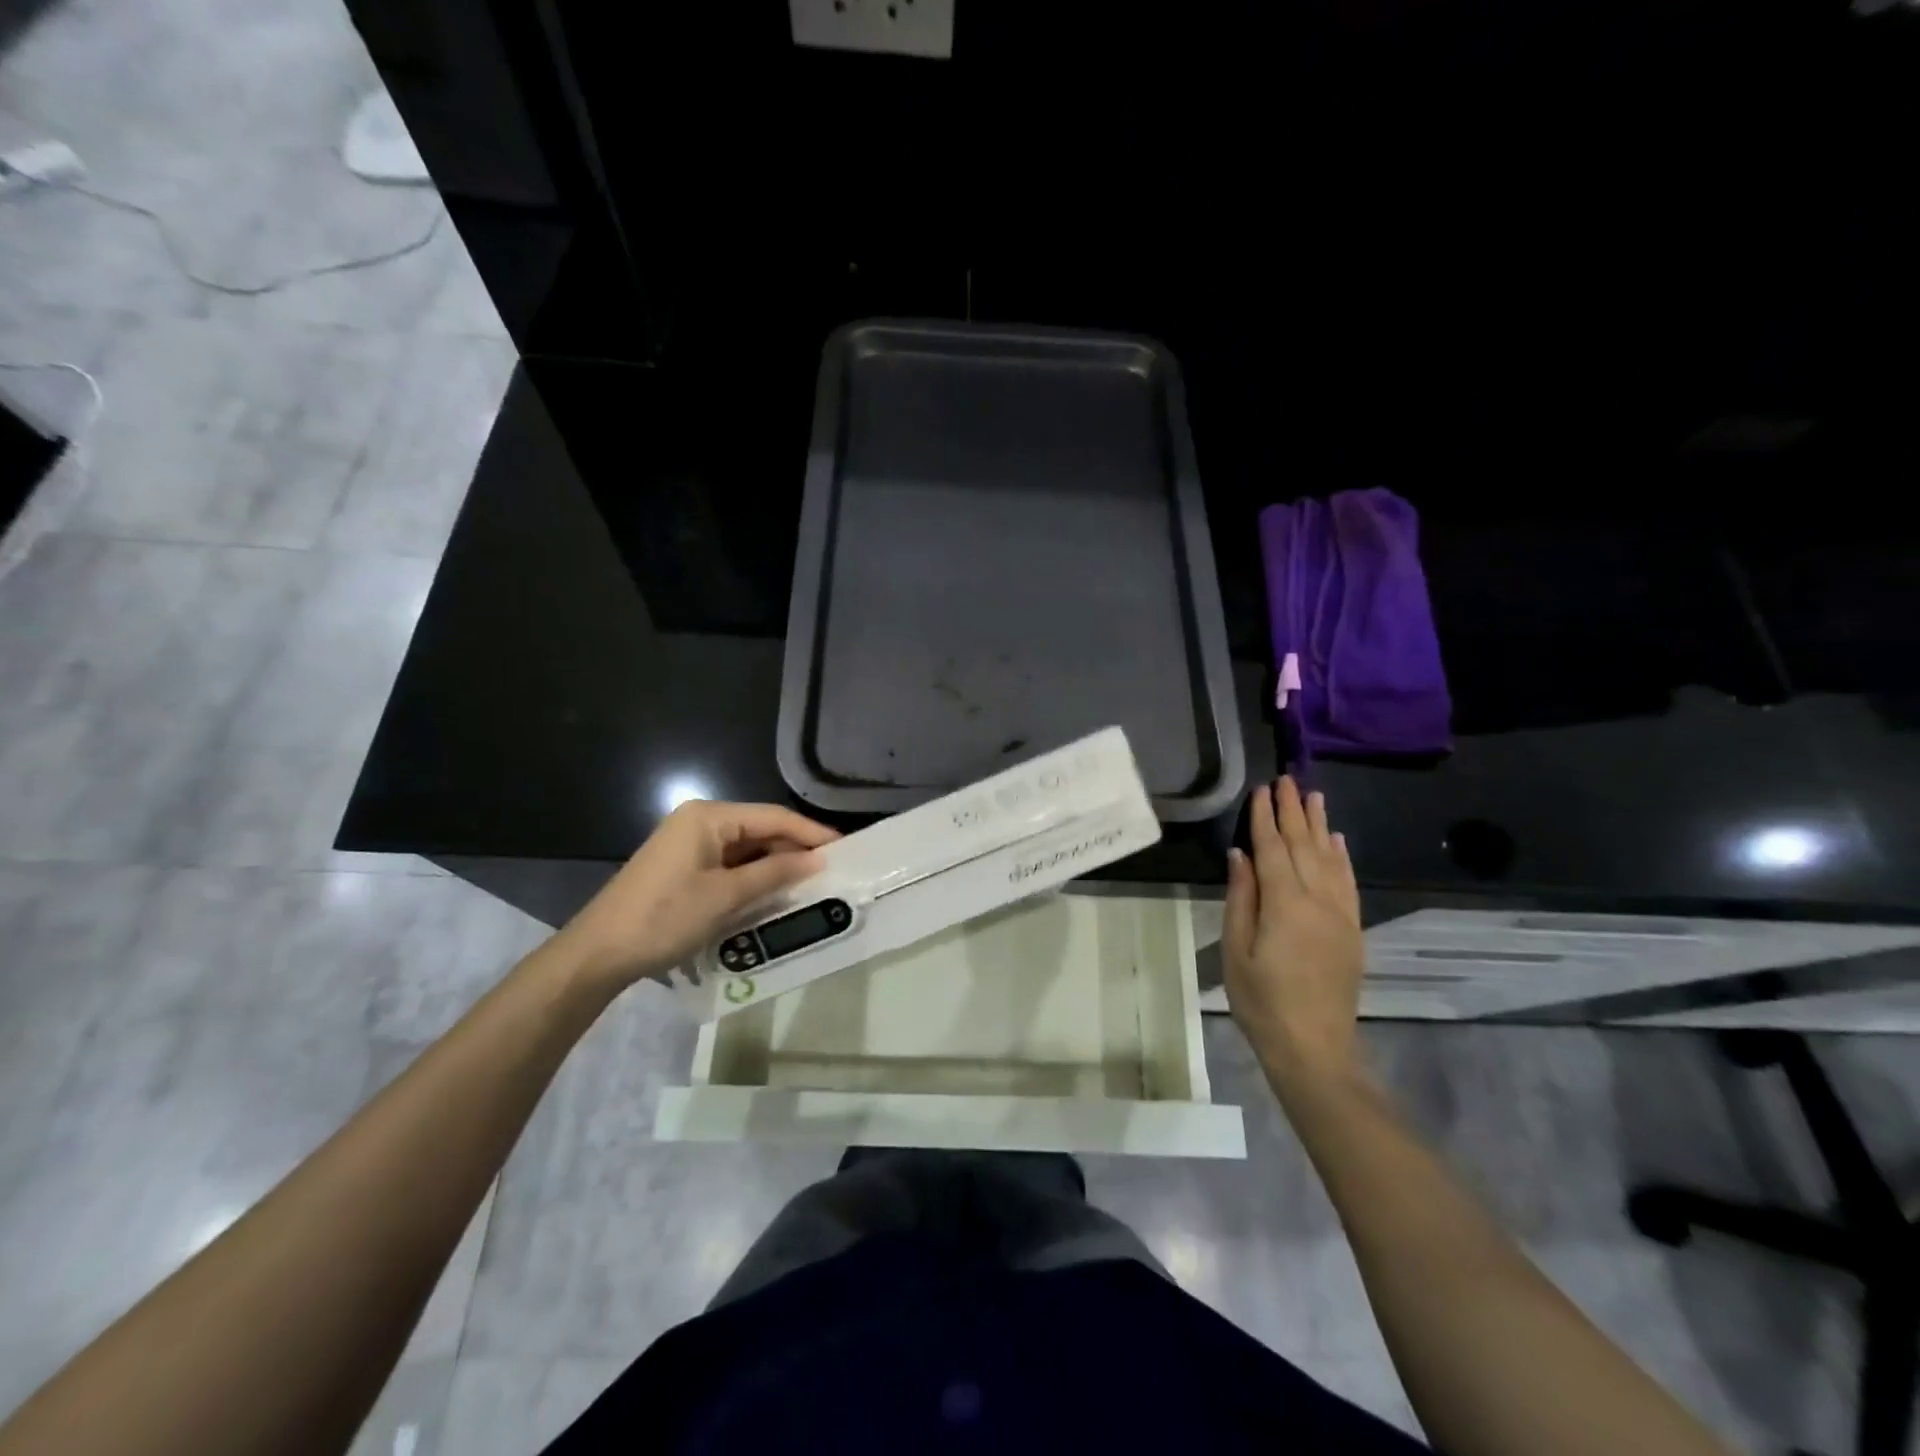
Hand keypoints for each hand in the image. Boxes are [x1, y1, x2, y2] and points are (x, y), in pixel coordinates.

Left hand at [554, 800, 838, 990]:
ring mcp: (689, 845)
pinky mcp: (684, 868)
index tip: (845, 849)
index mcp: (709, 817)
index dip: (811, 833)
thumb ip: (774, 873)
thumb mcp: (725, 896)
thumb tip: (817, 860)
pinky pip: (729, 865)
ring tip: (811, 885)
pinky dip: (752, 878)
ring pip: (746, 850)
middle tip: (831, 872)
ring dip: (775, 867)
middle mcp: (700, 822)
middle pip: (760, 830)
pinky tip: (774, 895)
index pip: (773, 817)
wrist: (598, 953)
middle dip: (794, 850)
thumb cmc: (664, 917)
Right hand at [1223, 777, 1365, 1096]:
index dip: (1265, 818)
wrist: (1314, 1047)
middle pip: (1305, 846)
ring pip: (1330, 859)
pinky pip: (1349, 883)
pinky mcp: (1352, 930)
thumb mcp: (1236, 950)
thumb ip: (1241, 898)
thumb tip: (1241, 855)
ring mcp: (1340, 915)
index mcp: (1285, 904)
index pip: (1274, 849)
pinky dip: (1342, 856)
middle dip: (1294, 811)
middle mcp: (1318, 901)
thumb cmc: (1261, 1000)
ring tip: (1314, 796)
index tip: (1262, 789)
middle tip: (1287, 779)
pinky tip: (1337, 840)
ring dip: (1320, 825)